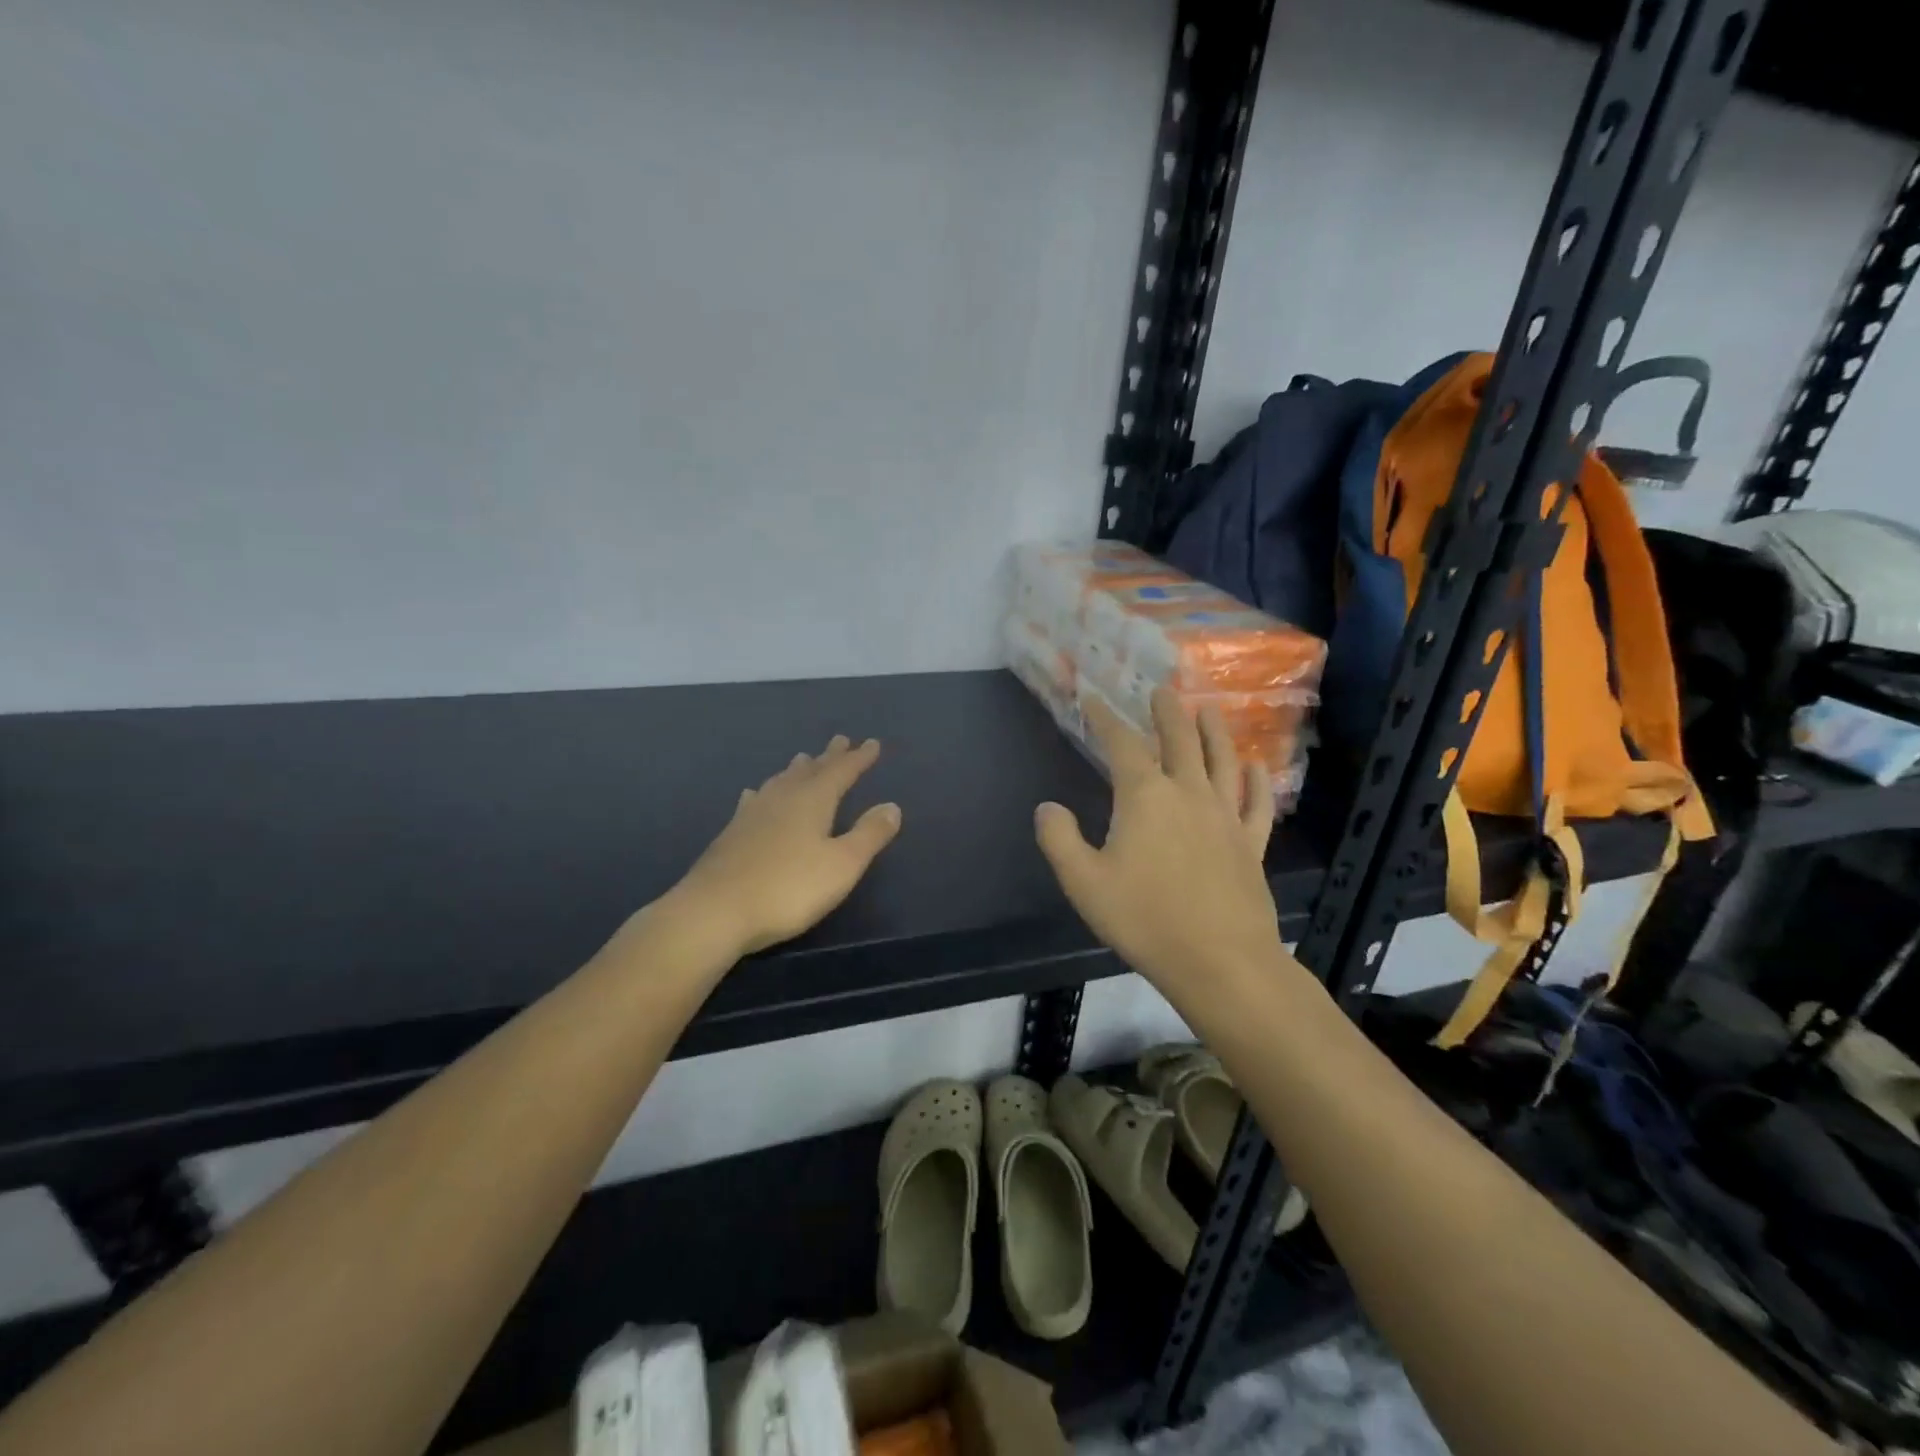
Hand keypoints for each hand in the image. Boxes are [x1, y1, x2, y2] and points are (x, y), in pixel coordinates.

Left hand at [673, 735, 901, 955]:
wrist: (715, 911)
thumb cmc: (789, 888)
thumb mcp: (842, 864)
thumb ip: (869, 834)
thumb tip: (892, 806)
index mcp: (812, 801)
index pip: (842, 772)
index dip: (859, 758)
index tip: (872, 743)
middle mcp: (782, 798)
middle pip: (810, 770)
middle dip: (828, 757)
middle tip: (840, 741)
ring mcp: (752, 814)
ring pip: (780, 782)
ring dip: (796, 770)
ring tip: (803, 759)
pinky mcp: (732, 833)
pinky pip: (755, 800)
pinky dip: (764, 792)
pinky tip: (755, 794)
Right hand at [1035, 691, 1282, 993]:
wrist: (1219, 960)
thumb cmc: (1144, 919)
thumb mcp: (1083, 882)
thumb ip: (1059, 839)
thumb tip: (1047, 808)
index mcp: (1145, 797)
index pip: (1122, 745)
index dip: (1106, 719)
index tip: (1094, 699)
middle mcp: (1188, 794)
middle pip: (1179, 740)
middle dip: (1168, 713)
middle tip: (1162, 691)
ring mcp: (1225, 816)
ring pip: (1221, 761)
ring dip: (1214, 732)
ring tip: (1208, 710)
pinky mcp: (1251, 843)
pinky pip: (1257, 803)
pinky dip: (1257, 781)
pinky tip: (1256, 768)